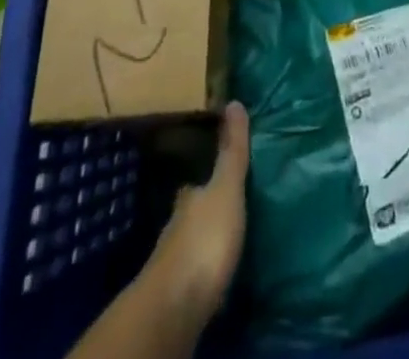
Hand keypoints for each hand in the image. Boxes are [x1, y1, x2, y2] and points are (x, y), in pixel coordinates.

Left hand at [141, 102, 248, 321]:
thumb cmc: (205, 239)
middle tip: (230, 205)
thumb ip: (232, 151)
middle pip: (193, 211)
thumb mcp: (226, 188)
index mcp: (189, 198)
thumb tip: (234, 101)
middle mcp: (177, 225)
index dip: (206, 177)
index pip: (195, 182)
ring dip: (206, 239)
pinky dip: (205, 267)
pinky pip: (195, 272)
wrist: (176, 306)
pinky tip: (218, 271)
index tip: (220, 171)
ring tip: (229, 237)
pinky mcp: (178, 294)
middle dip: (206, 209)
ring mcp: (174, 262)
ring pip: (192, 242)